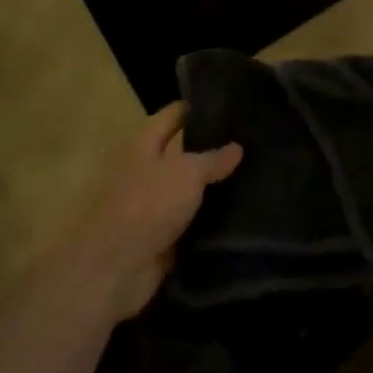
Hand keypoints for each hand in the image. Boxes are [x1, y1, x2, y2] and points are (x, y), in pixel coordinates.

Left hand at [62, 104, 241, 320]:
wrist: (116, 270)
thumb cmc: (148, 206)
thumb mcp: (187, 173)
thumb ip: (213, 158)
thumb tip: (237, 147)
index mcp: (145, 144)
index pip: (173, 115)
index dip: (197, 107)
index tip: (230, 103)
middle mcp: (148, 171)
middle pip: (184, 153)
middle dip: (214, 148)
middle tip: (252, 140)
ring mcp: (156, 206)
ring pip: (192, 189)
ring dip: (217, 186)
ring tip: (256, 174)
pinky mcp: (165, 238)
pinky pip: (194, 221)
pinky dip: (213, 218)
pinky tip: (244, 212)